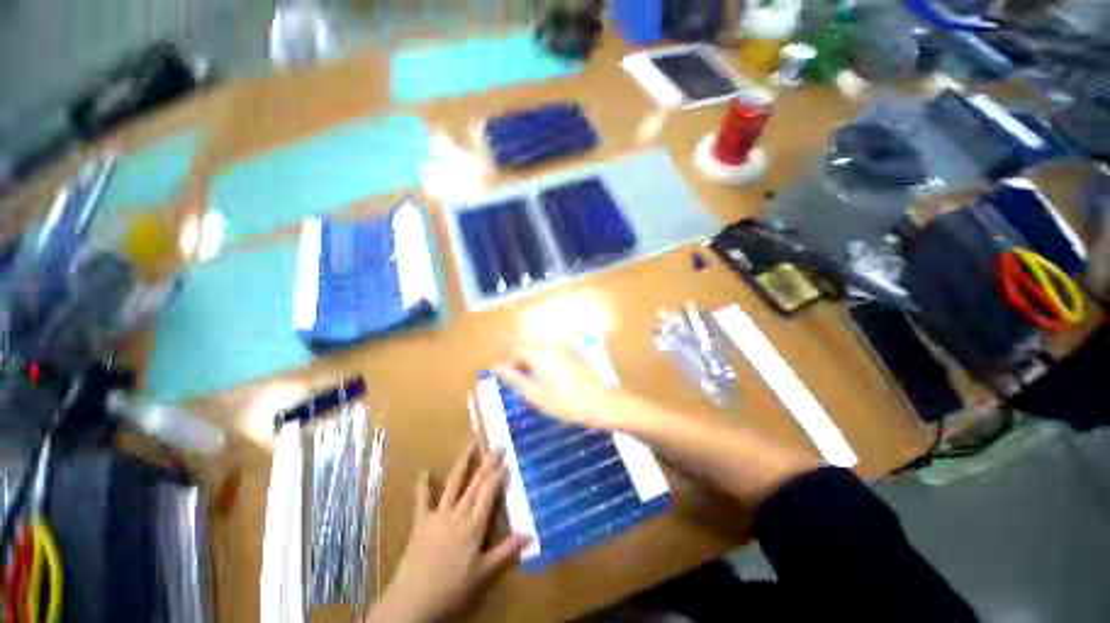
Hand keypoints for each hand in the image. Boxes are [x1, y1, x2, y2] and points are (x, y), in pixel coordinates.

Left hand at [368, 441, 528, 622]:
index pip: (488, 494)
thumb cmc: (451, 588)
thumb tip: (530, 534)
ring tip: (470, 443)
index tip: (506, 459)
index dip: (498, 475)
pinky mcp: (421, 522)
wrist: (412, 601)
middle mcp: (457, 515)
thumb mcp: (482, 573)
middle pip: (475, 484)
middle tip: (496, 445)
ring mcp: (438, 515)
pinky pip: (422, 500)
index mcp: (473, 527)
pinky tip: (423, 470)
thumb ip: (505, 551)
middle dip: (487, 463)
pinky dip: (423, 485)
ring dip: (463, 462)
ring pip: (453, 484)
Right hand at [494, 341, 637, 430]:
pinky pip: (552, 351)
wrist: (602, 403)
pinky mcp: (574, 352)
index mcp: (540, 352)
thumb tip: (496, 367)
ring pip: (539, 348)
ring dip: (531, 360)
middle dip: (519, 360)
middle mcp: (551, 344)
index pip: (515, 349)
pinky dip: (544, 360)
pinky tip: (548, 377)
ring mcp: (565, 347)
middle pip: (527, 346)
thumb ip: (514, 378)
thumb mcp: (536, 395)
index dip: (507, 362)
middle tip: (517, 381)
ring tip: (531, 381)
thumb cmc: (567, 403)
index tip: (504, 378)